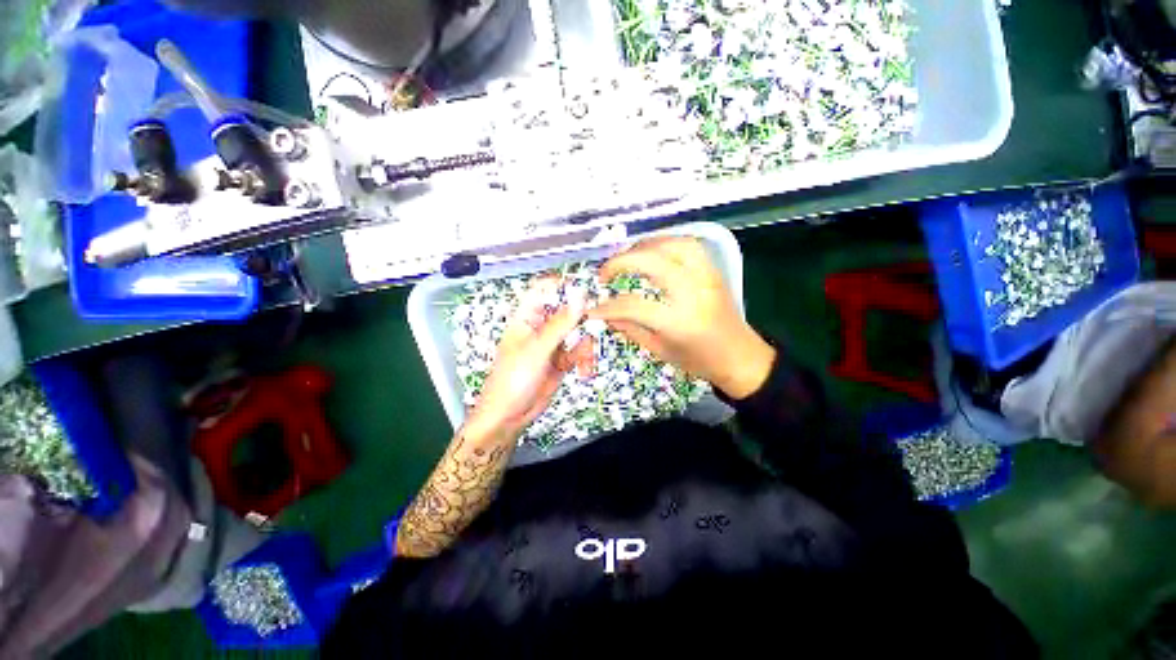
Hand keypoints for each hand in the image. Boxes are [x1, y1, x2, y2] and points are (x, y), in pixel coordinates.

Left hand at [465, 277, 587, 441]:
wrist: (510, 416)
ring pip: (578, 333)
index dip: (561, 285)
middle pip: (567, 311)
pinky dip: (585, 359)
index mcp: (526, 318)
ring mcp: (553, 345)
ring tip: (585, 360)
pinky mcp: (562, 361)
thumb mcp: (537, 349)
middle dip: (582, 319)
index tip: (583, 287)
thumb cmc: (512, 379)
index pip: (543, 290)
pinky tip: (584, 371)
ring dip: (586, 345)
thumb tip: (579, 297)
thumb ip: (560, 324)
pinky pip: (580, 352)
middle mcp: (541, 328)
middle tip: (596, 323)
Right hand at [587, 236, 774, 399]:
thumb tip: (606, 314)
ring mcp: (706, 277)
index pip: (634, 305)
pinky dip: (664, 242)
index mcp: (679, 322)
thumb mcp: (660, 351)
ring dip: (642, 246)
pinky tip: (652, 252)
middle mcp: (693, 293)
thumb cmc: (700, 361)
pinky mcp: (713, 270)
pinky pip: (687, 244)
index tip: (592, 309)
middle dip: (620, 262)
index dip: (608, 307)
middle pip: (651, 262)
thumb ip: (631, 329)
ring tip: (626, 258)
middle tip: (604, 274)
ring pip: (671, 244)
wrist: (741, 357)